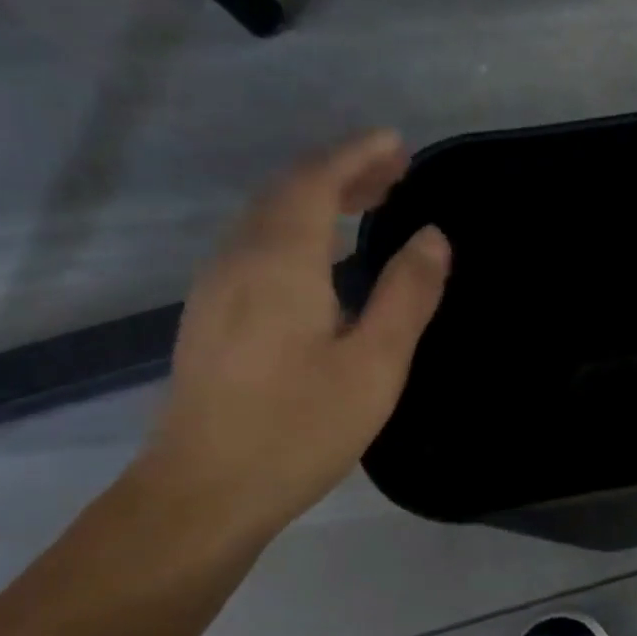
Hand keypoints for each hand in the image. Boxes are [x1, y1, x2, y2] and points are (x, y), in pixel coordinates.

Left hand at [139, 132, 449, 540]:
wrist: (203, 493)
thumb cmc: (299, 427)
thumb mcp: (375, 363)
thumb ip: (407, 294)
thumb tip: (433, 237)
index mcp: (279, 263)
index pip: (314, 182)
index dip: (355, 155)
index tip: (396, 142)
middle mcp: (238, 260)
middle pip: (287, 192)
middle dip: (340, 170)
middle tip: (395, 169)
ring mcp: (217, 288)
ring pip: (267, 217)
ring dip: (318, 197)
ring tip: (369, 199)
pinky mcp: (212, 315)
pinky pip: (258, 244)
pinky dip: (298, 226)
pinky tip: (324, 251)